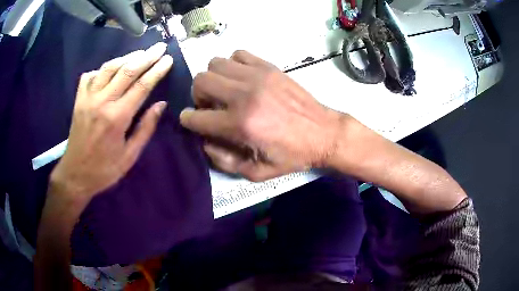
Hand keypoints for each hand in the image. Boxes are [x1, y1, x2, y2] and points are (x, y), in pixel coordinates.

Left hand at [49, 42, 172, 203]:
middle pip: (127, 70)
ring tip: (139, 54)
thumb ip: (145, 128)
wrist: (75, 175)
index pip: (141, 86)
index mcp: (117, 118)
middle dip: (146, 56)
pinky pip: (89, 76)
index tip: (168, 59)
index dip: (157, 71)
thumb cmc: (104, 170)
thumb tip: (160, 105)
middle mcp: (102, 102)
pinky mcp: (78, 100)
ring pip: (108, 68)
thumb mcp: (129, 156)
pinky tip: (109, 70)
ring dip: (126, 57)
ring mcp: (88, 99)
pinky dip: (101, 69)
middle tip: (159, 47)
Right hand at [179, 51, 343, 181]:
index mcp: (239, 125)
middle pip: (200, 81)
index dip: (188, 120)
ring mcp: (257, 76)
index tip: (192, 121)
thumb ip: (223, 160)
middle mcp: (243, 95)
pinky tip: (241, 78)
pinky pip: (238, 54)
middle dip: (198, 95)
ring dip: (214, 78)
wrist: (323, 133)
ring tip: (226, 91)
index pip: (195, 117)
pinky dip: (232, 64)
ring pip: (215, 63)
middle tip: (211, 106)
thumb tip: (204, 140)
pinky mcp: (269, 66)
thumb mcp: (256, 172)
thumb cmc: (292, 156)